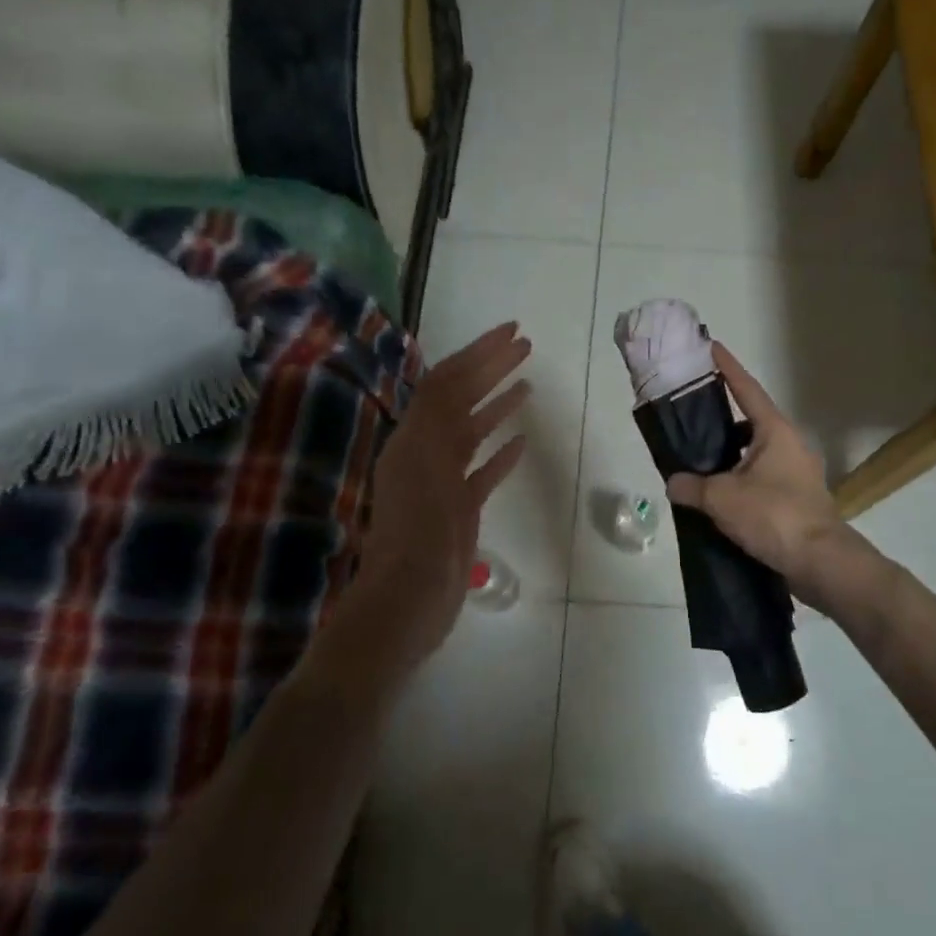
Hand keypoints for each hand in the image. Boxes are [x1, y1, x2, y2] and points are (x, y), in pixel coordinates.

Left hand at [340, 322, 530, 678]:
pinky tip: (522, 442)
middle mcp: (426, 451)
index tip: (512, 331)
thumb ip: (437, 421)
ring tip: (528, 383)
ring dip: (498, 403)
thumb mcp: (424, 470)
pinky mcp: (458, 509)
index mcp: (415, 438)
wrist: (406, 603)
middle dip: (491, 367)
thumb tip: (453, 376)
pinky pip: (482, 471)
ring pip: (473, 431)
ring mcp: (443, 481)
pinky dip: (501, 453)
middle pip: (462, 399)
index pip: (448, 381)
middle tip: (526, 345)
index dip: (478, 352)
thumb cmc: (416, 537)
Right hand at [665, 342, 886, 618]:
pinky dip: (741, 481)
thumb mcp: (723, 498)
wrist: (821, 563)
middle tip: (692, 419)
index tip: (711, 347)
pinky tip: (720, 499)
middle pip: (750, 422)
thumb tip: (674, 483)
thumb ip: (693, 486)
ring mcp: (798, 473)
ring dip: (730, 456)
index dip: (727, 368)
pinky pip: (763, 479)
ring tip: (699, 465)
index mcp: (775, 431)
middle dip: (722, 420)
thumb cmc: (774, 516)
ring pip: (755, 454)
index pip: (746, 389)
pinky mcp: (798, 499)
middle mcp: (789, 444)